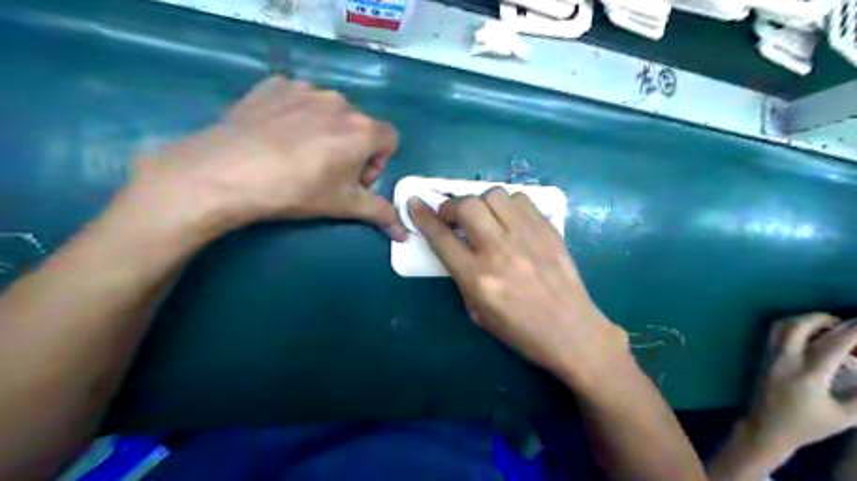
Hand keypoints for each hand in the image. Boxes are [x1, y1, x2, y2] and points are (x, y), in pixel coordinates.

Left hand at [125, 76, 406, 241]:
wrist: (226, 173)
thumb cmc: (297, 191)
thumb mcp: (343, 205)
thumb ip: (380, 214)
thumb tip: (405, 235)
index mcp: (363, 129)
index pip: (390, 140)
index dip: (377, 163)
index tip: (355, 181)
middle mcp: (340, 102)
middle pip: (359, 126)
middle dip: (351, 150)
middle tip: (325, 174)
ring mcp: (305, 89)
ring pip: (329, 112)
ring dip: (325, 132)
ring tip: (297, 156)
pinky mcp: (274, 85)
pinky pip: (298, 99)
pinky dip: (296, 116)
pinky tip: (275, 137)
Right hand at [408, 187, 623, 383]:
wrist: (572, 332)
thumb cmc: (520, 331)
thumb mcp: (477, 312)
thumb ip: (462, 274)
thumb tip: (453, 242)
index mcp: (478, 278)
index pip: (441, 238)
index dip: (423, 217)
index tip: (415, 204)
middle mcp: (499, 251)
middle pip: (467, 206)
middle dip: (451, 205)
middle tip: (453, 216)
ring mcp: (527, 237)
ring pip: (494, 195)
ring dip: (481, 203)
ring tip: (484, 217)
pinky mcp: (548, 230)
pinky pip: (521, 199)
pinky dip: (508, 204)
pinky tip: (509, 219)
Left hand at [747, 315, 856, 452]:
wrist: (765, 427)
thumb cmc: (807, 425)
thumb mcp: (844, 415)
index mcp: (808, 374)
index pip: (833, 344)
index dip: (853, 331)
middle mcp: (785, 358)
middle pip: (800, 325)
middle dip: (826, 319)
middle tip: (847, 328)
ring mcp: (770, 355)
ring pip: (783, 324)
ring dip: (807, 320)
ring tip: (829, 331)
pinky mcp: (762, 355)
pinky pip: (775, 332)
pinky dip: (794, 327)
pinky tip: (810, 337)